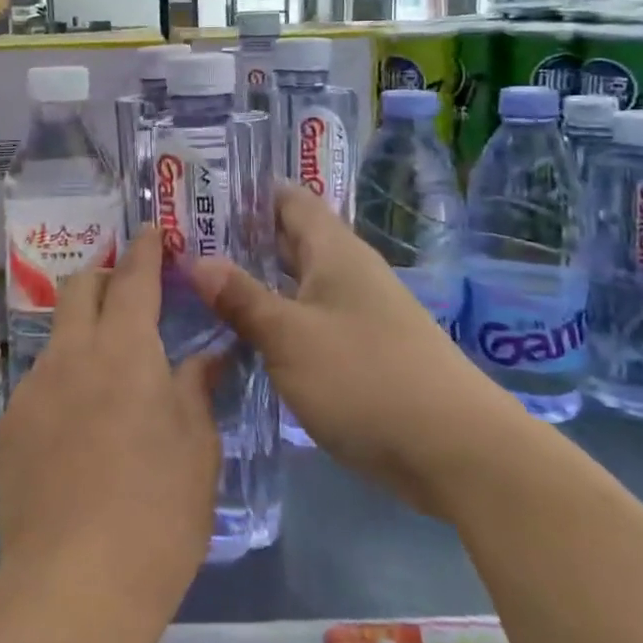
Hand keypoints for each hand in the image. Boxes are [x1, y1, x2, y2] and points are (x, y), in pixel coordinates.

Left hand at [0, 229, 221, 622]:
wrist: (72, 587)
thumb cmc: (157, 513)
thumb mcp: (198, 449)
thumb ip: (198, 390)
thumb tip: (209, 355)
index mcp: (125, 350)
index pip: (134, 278)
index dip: (145, 249)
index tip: (151, 232)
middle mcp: (71, 355)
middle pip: (80, 288)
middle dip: (104, 278)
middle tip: (128, 294)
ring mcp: (32, 389)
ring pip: (57, 338)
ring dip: (83, 337)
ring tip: (107, 378)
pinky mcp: (7, 429)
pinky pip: (39, 388)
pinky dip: (63, 388)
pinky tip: (77, 434)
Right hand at [187, 184, 517, 514]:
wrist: (456, 451)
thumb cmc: (365, 378)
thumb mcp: (290, 336)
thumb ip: (241, 298)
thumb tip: (196, 260)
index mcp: (334, 251)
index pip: (289, 199)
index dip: (248, 191)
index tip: (200, 192)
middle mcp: (348, 272)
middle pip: (291, 239)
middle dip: (243, 237)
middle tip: (186, 240)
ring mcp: (359, 313)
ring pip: (298, 282)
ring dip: (257, 280)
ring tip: (202, 283)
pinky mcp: (362, 352)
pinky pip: (309, 319)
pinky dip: (277, 318)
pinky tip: (244, 335)